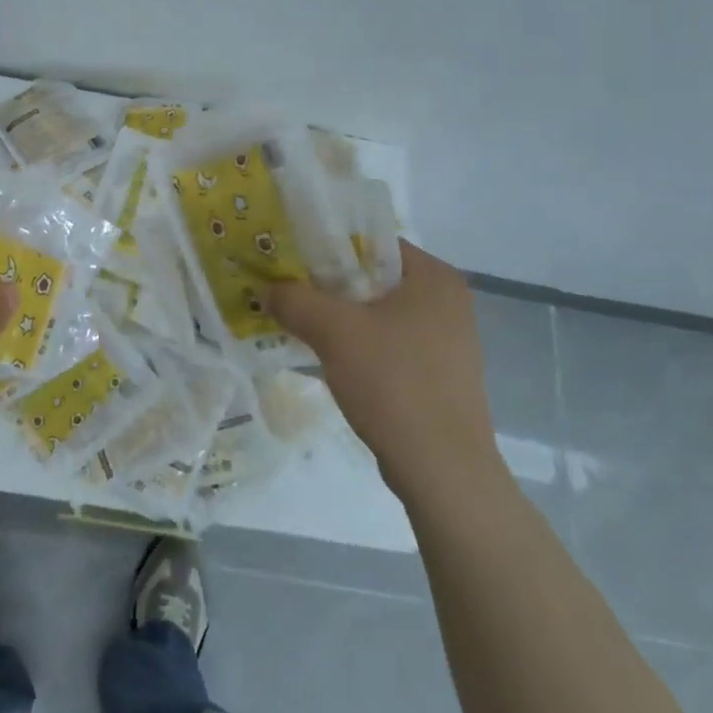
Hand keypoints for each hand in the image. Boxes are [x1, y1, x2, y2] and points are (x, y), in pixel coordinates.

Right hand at [270, 240, 503, 507]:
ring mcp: (447, 340)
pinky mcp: (439, 374)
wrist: (443, 471)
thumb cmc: (394, 383)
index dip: (326, 245)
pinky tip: (328, 357)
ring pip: (378, 312)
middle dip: (328, 283)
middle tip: (286, 287)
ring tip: (298, 320)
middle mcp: (447, 301)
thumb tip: (265, 289)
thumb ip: (294, 300)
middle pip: (373, 277)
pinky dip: (358, 344)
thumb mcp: (333, 332)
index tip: (289, 256)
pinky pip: (388, 342)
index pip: (371, 241)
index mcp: (434, 277)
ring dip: (340, 316)